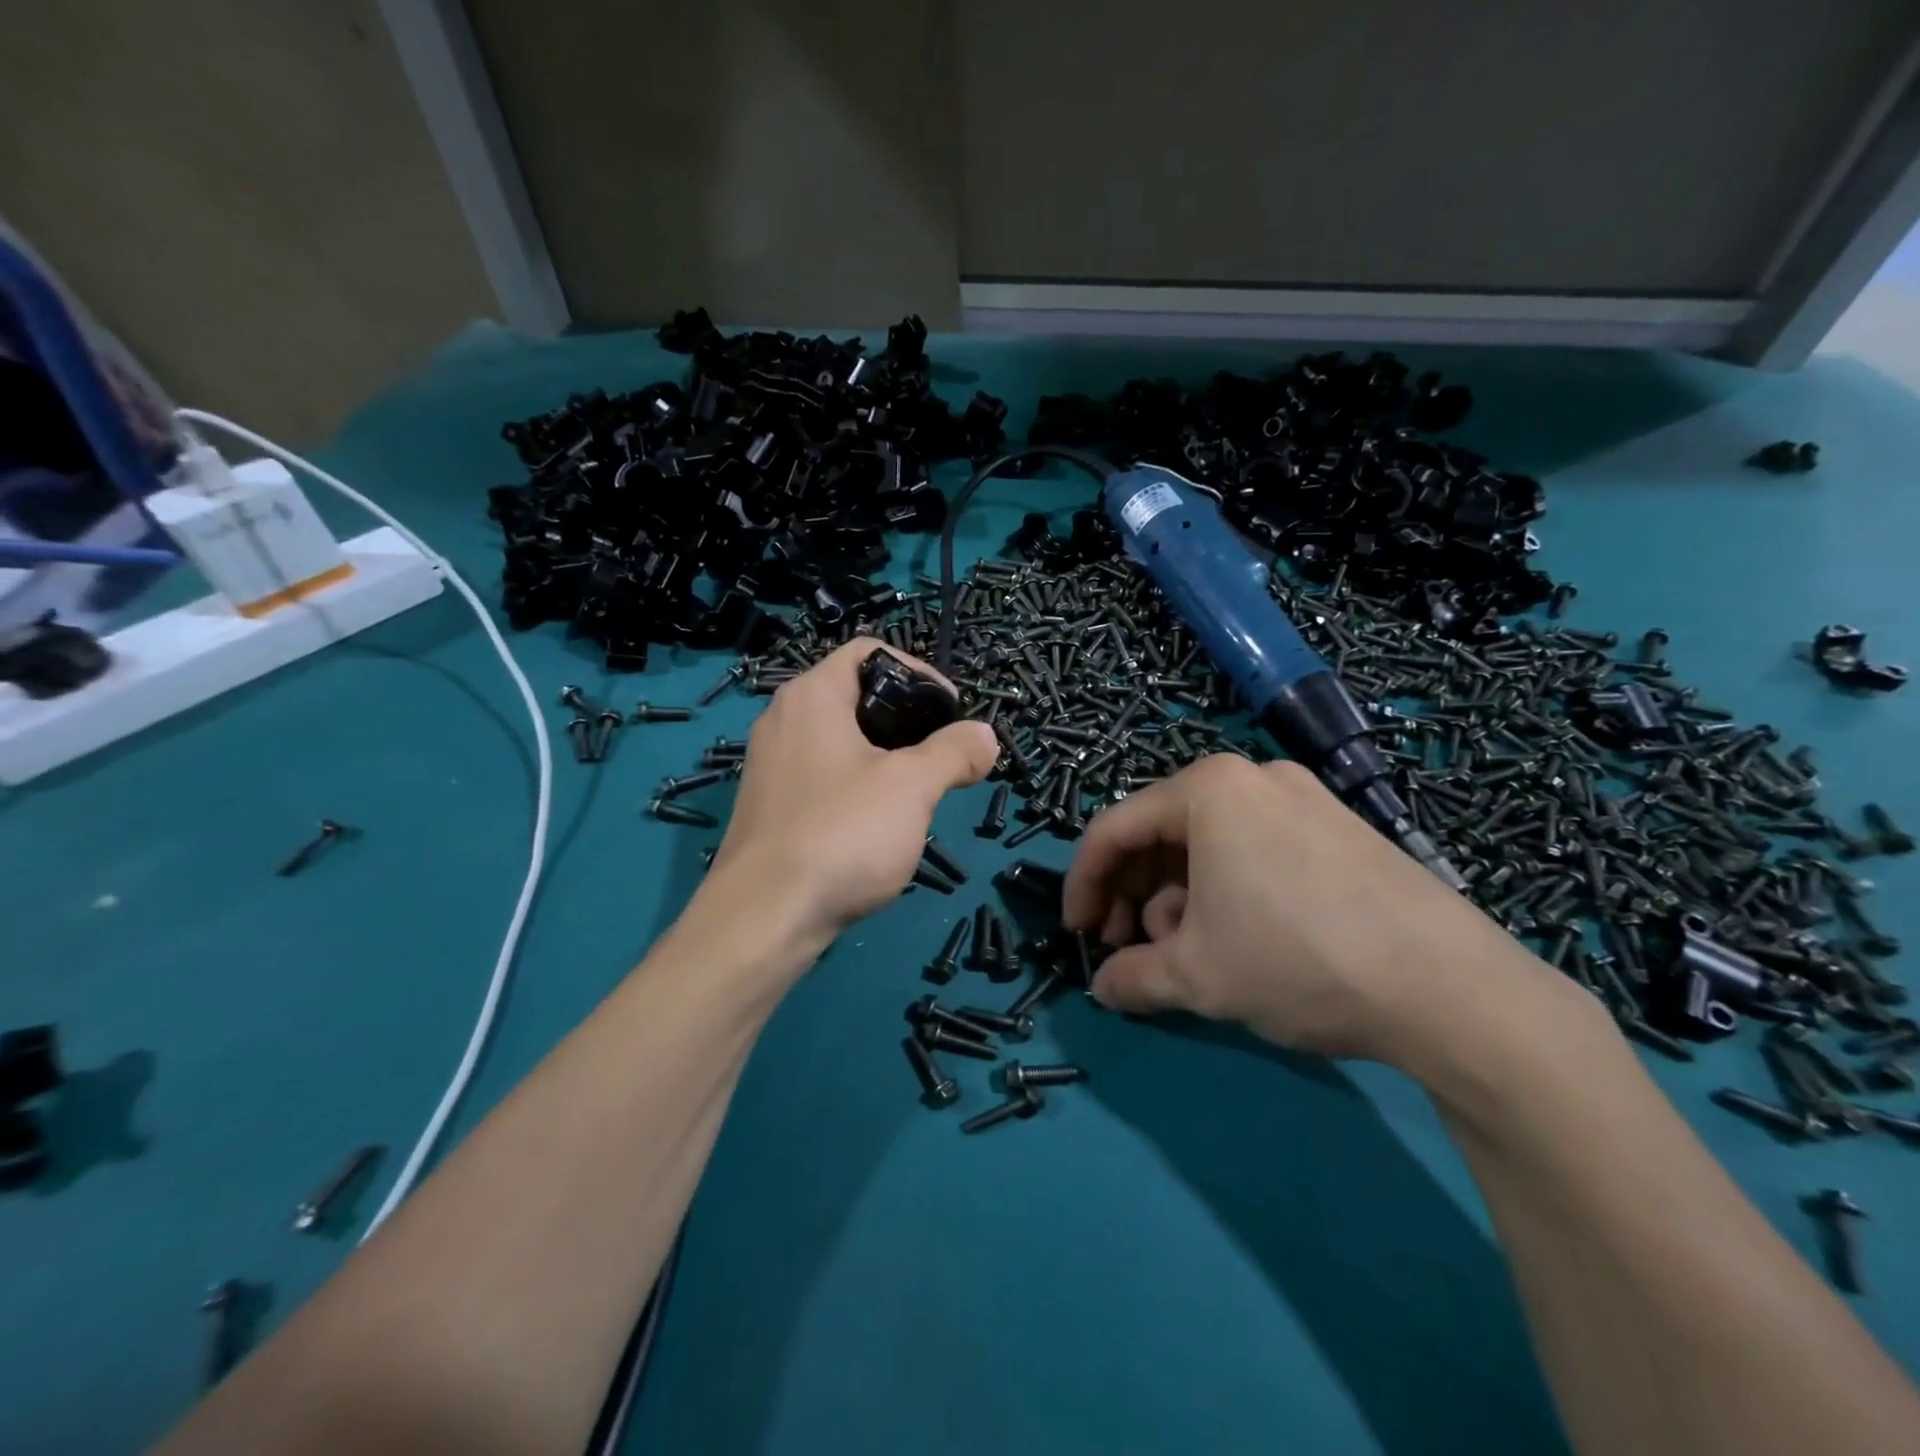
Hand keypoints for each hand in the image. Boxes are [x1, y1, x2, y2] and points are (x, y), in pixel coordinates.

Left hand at [711, 639, 998, 944]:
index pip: (869, 651)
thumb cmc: (842, 833)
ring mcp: (770, 765)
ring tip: (919, 790)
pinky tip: (878, 824)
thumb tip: (985, 735)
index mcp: (813, 696)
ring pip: (840, 740)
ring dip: (885, 756)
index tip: (951, 710)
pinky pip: (822, 776)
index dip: (918, 670)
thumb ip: (954, 752)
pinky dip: (857, 784)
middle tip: (942, 753)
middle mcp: (783, 719)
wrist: (764, 918)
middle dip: (907, 719)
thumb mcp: (912, 786)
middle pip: (856, 695)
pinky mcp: (769, 806)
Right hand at [1062, 754, 1552, 1065]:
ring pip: (1207, 844)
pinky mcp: (1338, 827)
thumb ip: (1131, 979)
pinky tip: (1237, 938)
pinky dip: (1224, 889)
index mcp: (1207, 790)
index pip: (1113, 830)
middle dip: (1133, 894)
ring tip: (1185, 953)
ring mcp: (1302, 798)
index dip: (1083, 883)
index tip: (1076, 933)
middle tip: (1128, 948)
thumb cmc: (1297, 960)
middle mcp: (1251, 777)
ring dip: (1177, 897)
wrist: (1452, 988)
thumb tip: (1103, 988)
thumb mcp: (1197, 977)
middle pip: (1161, 833)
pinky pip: (1253, 848)